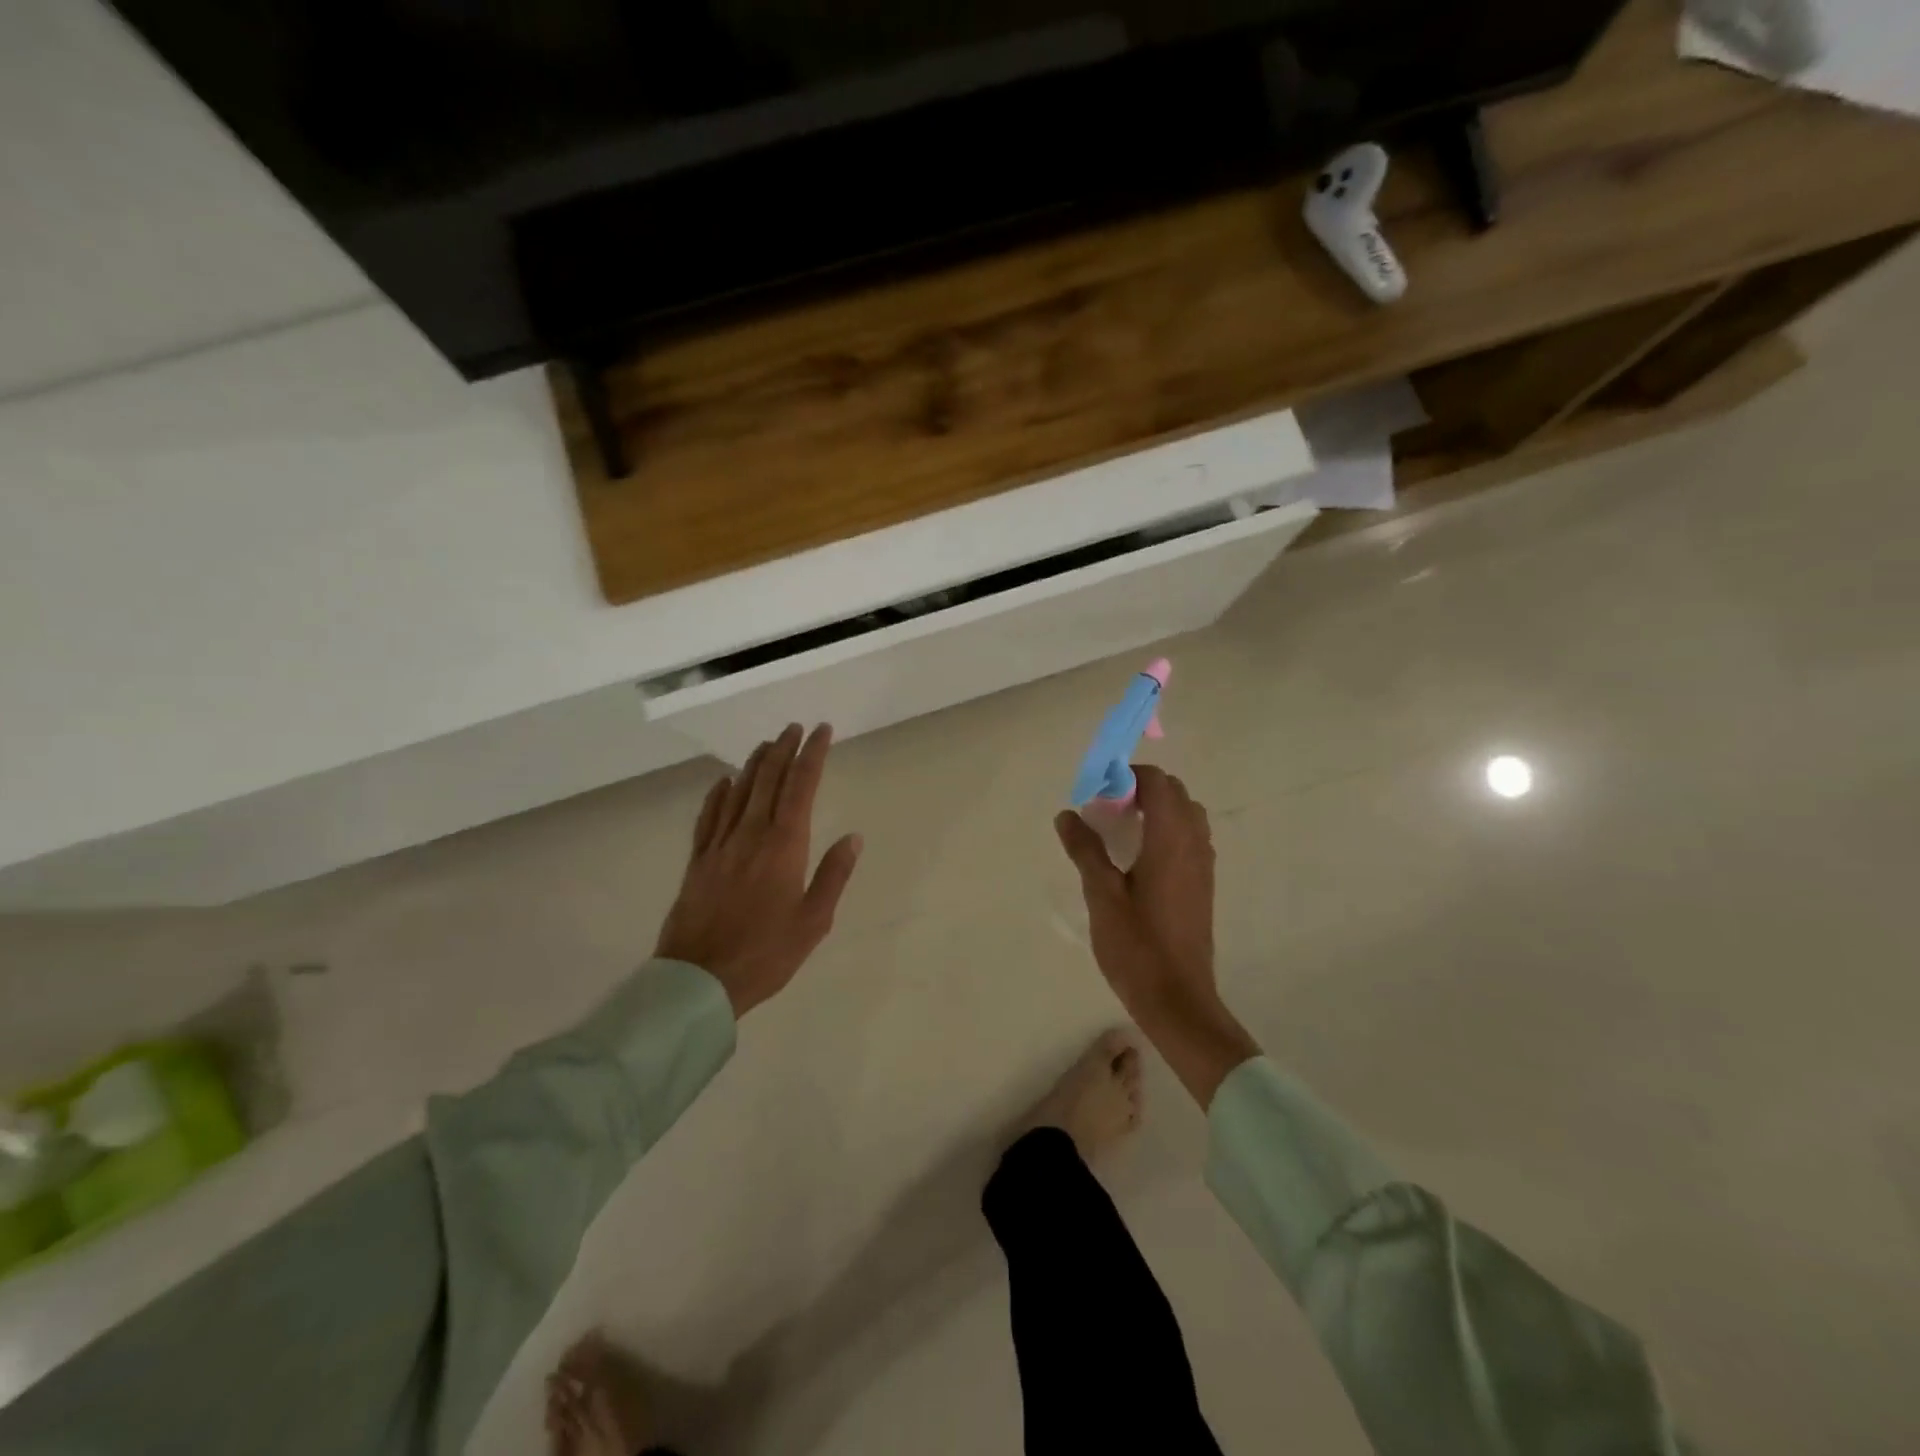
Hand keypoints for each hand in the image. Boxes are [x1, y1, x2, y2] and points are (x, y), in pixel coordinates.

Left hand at [656, 723, 862, 1018]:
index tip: (822, 731)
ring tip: (767, 744)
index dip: (812, 755)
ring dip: (755, 763)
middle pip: (768, 780)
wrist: (699, 979)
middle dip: (784, 749)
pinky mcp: (698, 860)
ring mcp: (720, 845)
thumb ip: (833, 875)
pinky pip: (708, 816)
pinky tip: (724, 782)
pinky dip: (718, 794)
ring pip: (738, 791)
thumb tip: (852, 837)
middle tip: (795, 728)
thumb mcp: (813, 920)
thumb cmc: (766, 953)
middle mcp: (750, 834)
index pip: (801, 787)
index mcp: (783, 845)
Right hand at [1054, 765, 1259, 1106]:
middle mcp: (1194, 844)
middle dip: (1141, 790)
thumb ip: (1085, 850)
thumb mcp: (1101, 895)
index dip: (1127, 777)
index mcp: (1170, 840)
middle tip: (1106, 810)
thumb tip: (1067, 814)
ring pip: (1186, 815)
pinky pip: (1190, 838)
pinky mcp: (1203, 884)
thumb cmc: (1137, 947)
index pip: (1157, 783)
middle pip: (1175, 793)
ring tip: (1121, 831)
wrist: (1178, 1000)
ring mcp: (1203, 865)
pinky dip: (1167, 831)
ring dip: (1157, 810)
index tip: (1098, 793)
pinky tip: (1139, 859)